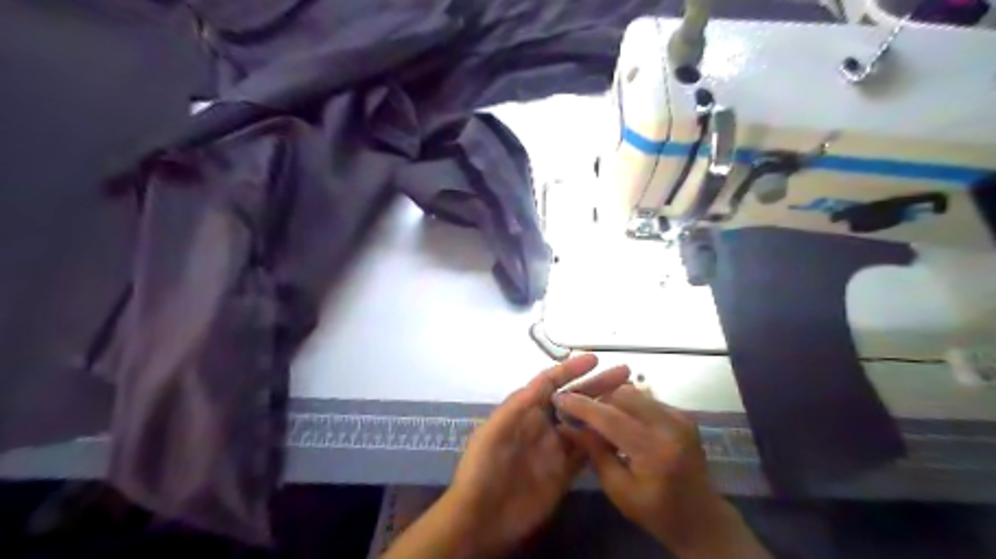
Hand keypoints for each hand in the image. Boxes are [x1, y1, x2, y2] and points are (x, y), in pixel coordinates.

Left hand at [446, 357, 624, 555]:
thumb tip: (546, 380)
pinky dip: (603, 442)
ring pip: (585, 423)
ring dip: (604, 410)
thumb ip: (519, 404)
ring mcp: (555, 448)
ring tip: (630, 400)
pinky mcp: (564, 472)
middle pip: (574, 399)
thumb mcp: (494, 430)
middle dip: (597, 385)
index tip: (595, 359)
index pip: (551, 383)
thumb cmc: (483, 468)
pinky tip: (621, 433)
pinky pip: (587, 452)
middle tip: (625, 374)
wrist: (482, 517)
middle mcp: (543, 424)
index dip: (571, 369)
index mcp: (525, 410)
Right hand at [552, 384, 767, 558]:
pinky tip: (621, 421)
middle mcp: (670, 426)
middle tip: (579, 410)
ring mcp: (680, 417)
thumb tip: (568, 425)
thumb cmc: (656, 512)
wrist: (702, 518)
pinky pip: (647, 399)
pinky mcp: (684, 415)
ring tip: (598, 415)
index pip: (610, 417)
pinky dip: (628, 405)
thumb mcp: (618, 490)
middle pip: (623, 395)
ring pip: (635, 392)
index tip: (559, 397)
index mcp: (654, 450)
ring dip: (612, 400)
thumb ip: (594, 452)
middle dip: (597, 399)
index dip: (582, 405)